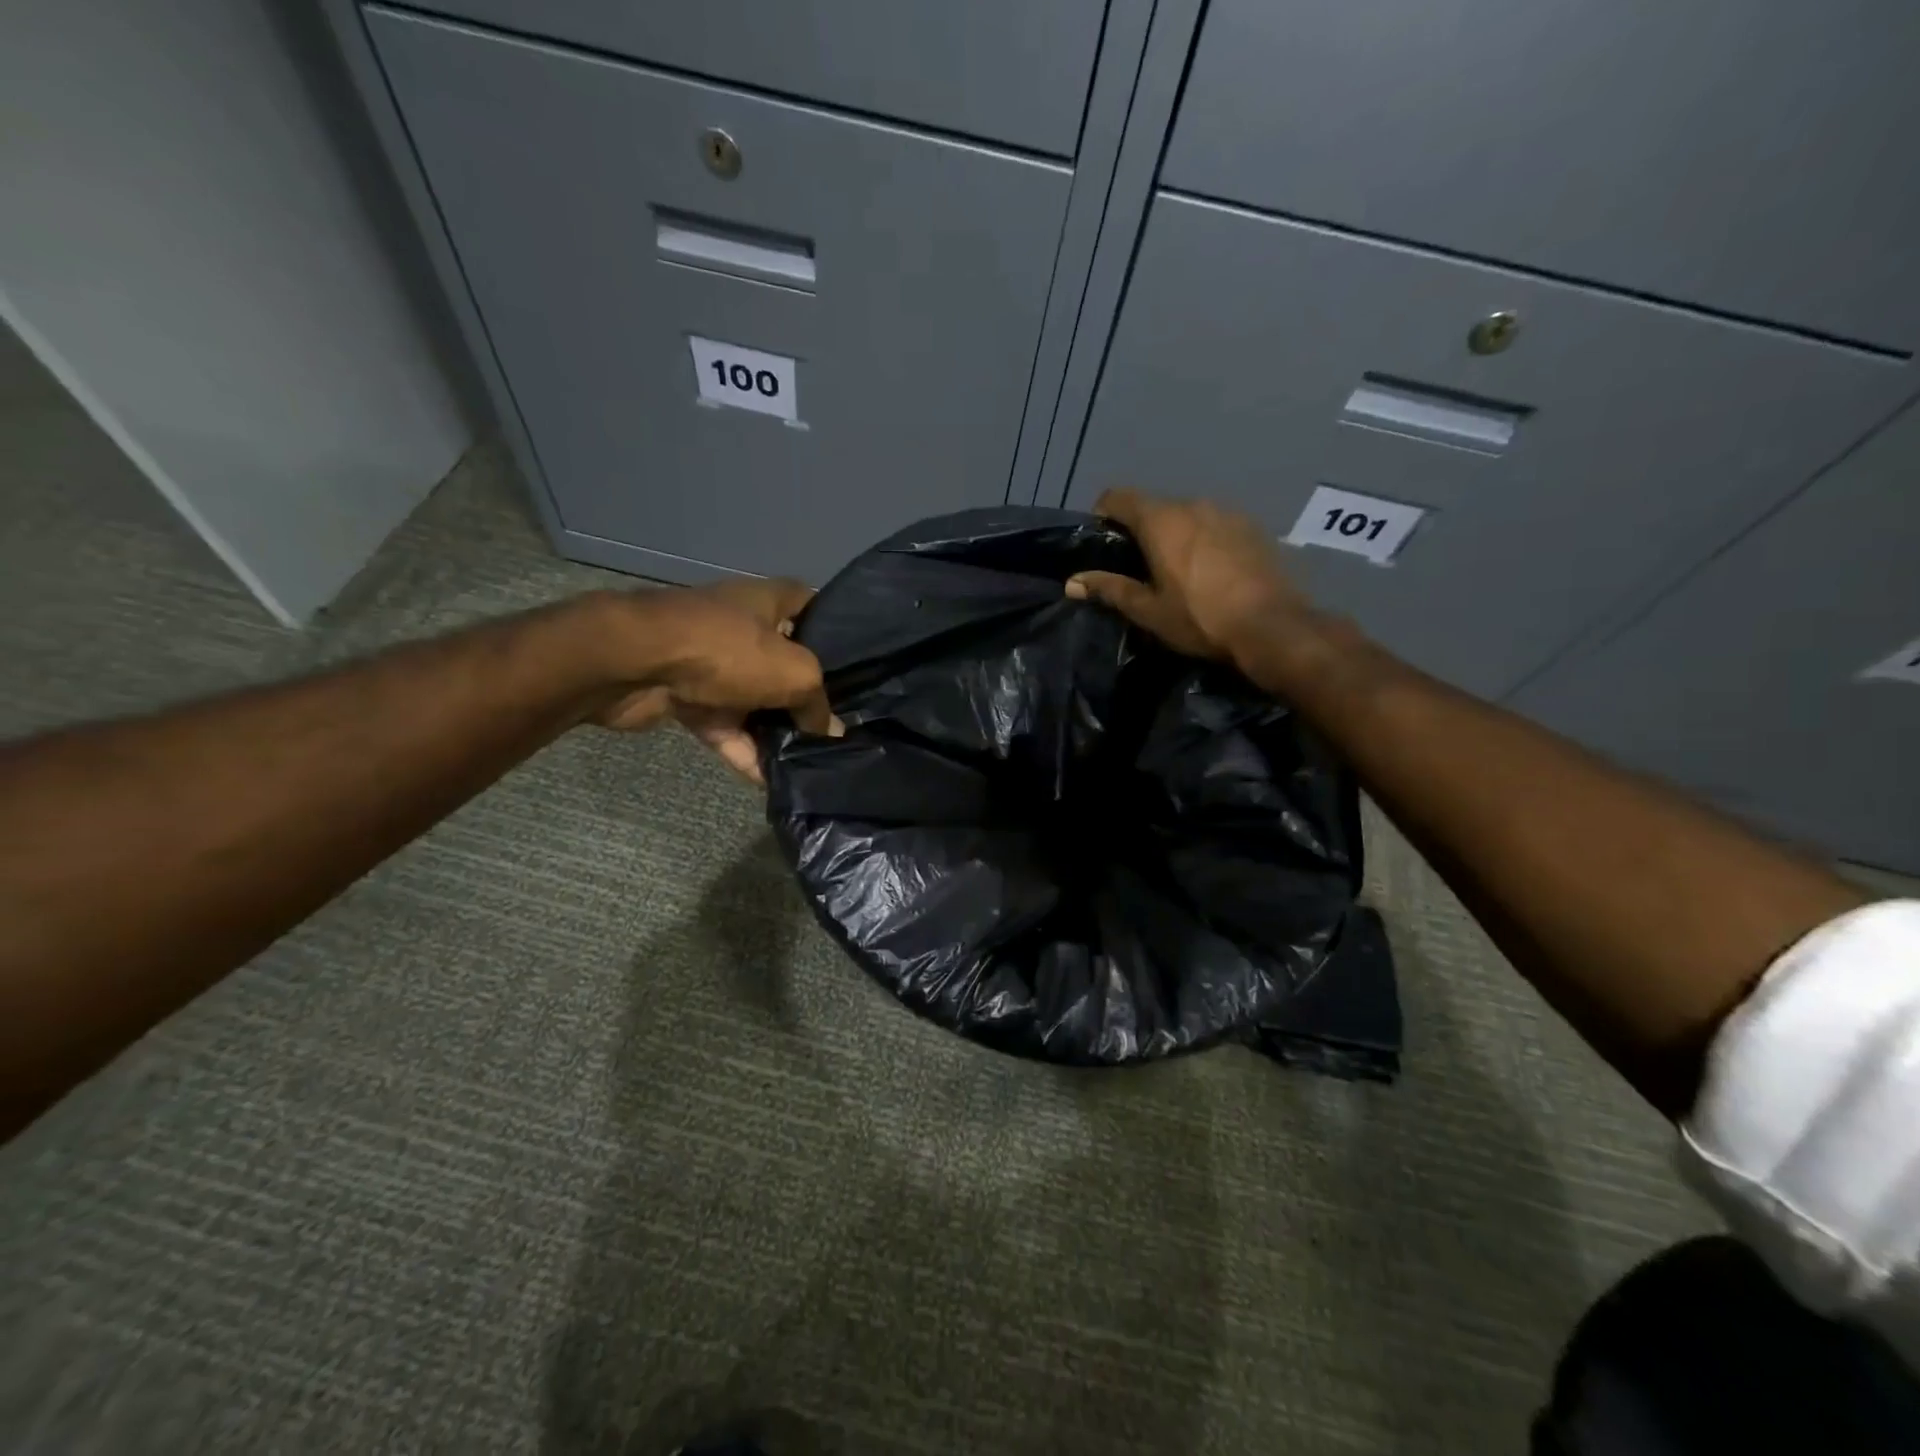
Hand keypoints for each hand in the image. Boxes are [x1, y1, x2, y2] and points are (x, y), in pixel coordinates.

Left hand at [589, 578, 840, 783]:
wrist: (633, 663)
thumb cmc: (726, 650)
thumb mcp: (795, 674)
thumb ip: (818, 704)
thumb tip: (832, 732)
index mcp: (770, 602)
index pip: (813, 607)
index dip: (835, 632)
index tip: (856, 667)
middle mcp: (743, 628)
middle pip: (786, 663)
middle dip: (808, 697)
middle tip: (839, 730)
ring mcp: (713, 664)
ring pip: (756, 701)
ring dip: (776, 732)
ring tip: (809, 764)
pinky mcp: (688, 698)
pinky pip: (726, 728)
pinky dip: (745, 752)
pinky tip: (770, 782)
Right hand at [1065, 489, 1311, 660]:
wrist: (1272, 627)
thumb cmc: (1200, 619)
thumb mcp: (1148, 610)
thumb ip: (1109, 589)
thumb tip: (1072, 582)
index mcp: (1161, 520)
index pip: (1118, 496)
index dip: (1103, 514)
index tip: (1103, 544)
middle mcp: (1193, 504)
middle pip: (1154, 506)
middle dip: (1141, 530)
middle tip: (1138, 567)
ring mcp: (1228, 512)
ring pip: (1188, 515)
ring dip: (1176, 534)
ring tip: (1178, 571)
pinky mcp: (1254, 526)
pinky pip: (1216, 525)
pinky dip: (1205, 540)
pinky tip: (1212, 572)